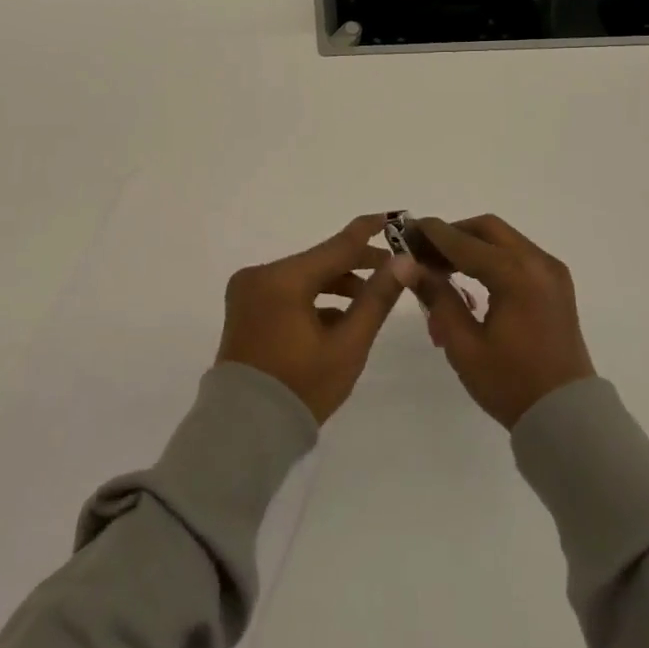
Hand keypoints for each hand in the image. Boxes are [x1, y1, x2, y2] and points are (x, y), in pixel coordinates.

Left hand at [215, 215, 408, 423]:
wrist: (246, 430)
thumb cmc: (301, 388)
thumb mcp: (348, 345)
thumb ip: (376, 300)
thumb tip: (404, 263)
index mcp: (282, 279)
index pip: (336, 246)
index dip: (367, 232)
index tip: (393, 217)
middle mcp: (260, 275)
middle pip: (318, 261)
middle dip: (355, 265)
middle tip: (392, 269)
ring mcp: (247, 291)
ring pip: (302, 277)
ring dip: (334, 284)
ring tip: (367, 300)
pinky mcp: (244, 307)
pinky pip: (285, 291)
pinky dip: (311, 299)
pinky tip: (337, 318)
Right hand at [413, 215, 595, 428]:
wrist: (568, 418)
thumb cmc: (511, 384)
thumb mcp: (463, 345)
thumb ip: (437, 297)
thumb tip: (406, 264)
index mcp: (515, 274)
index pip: (463, 241)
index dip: (431, 234)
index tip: (404, 231)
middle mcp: (537, 262)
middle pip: (487, 229)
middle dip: (453, 235)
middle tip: (424, 252)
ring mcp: (552, 272)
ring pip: (504, 239)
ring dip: (472, 245)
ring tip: (442, 269)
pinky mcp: (557, 285)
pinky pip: (519, 256)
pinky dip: (492, 258)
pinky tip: (473, 281)